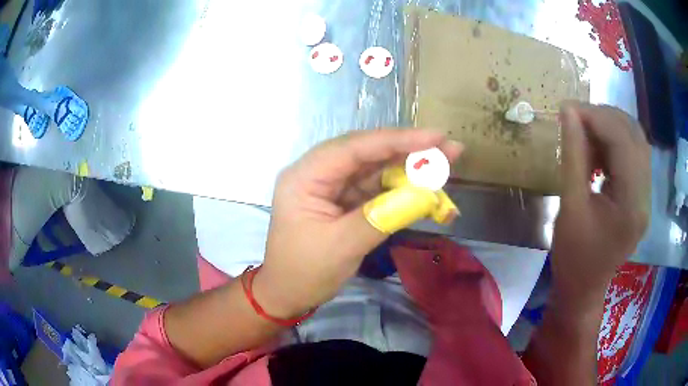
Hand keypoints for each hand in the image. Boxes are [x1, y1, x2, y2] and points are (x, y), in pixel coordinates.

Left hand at [253, 129, 462, 317]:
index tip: (434, 137)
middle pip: (368, 153)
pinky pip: (376, 189)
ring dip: (409, 169)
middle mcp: (318, 173)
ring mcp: (332, 187)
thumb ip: (382, 216)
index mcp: (305, 176)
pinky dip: (402, 190)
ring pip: (375, 169)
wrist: (287, 295)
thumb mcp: (341, 247)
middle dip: (409, 150)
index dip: (397, 140)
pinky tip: (426, 188)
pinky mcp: (344, 201)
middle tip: (448, 147)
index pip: (354, 148)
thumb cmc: (304, 272)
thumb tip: (425, 196)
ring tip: (445, 164)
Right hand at [552, 103, 649, 307]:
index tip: (567, 109)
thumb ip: (573, 155)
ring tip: (586, 133)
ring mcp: (646, 197)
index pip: (622, 141)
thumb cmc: (573, 257)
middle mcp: (645, 196)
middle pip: (634, 135)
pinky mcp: (641, 197)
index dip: (595, 117)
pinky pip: (634, 155)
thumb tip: (567, 111)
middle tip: (576, 118)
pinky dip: (616, 143)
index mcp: (631, 204)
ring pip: (636, 141)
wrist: (584, 289)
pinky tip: (599, 152)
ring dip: (611, 127)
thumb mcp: (569, 206)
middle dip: (604, 117)